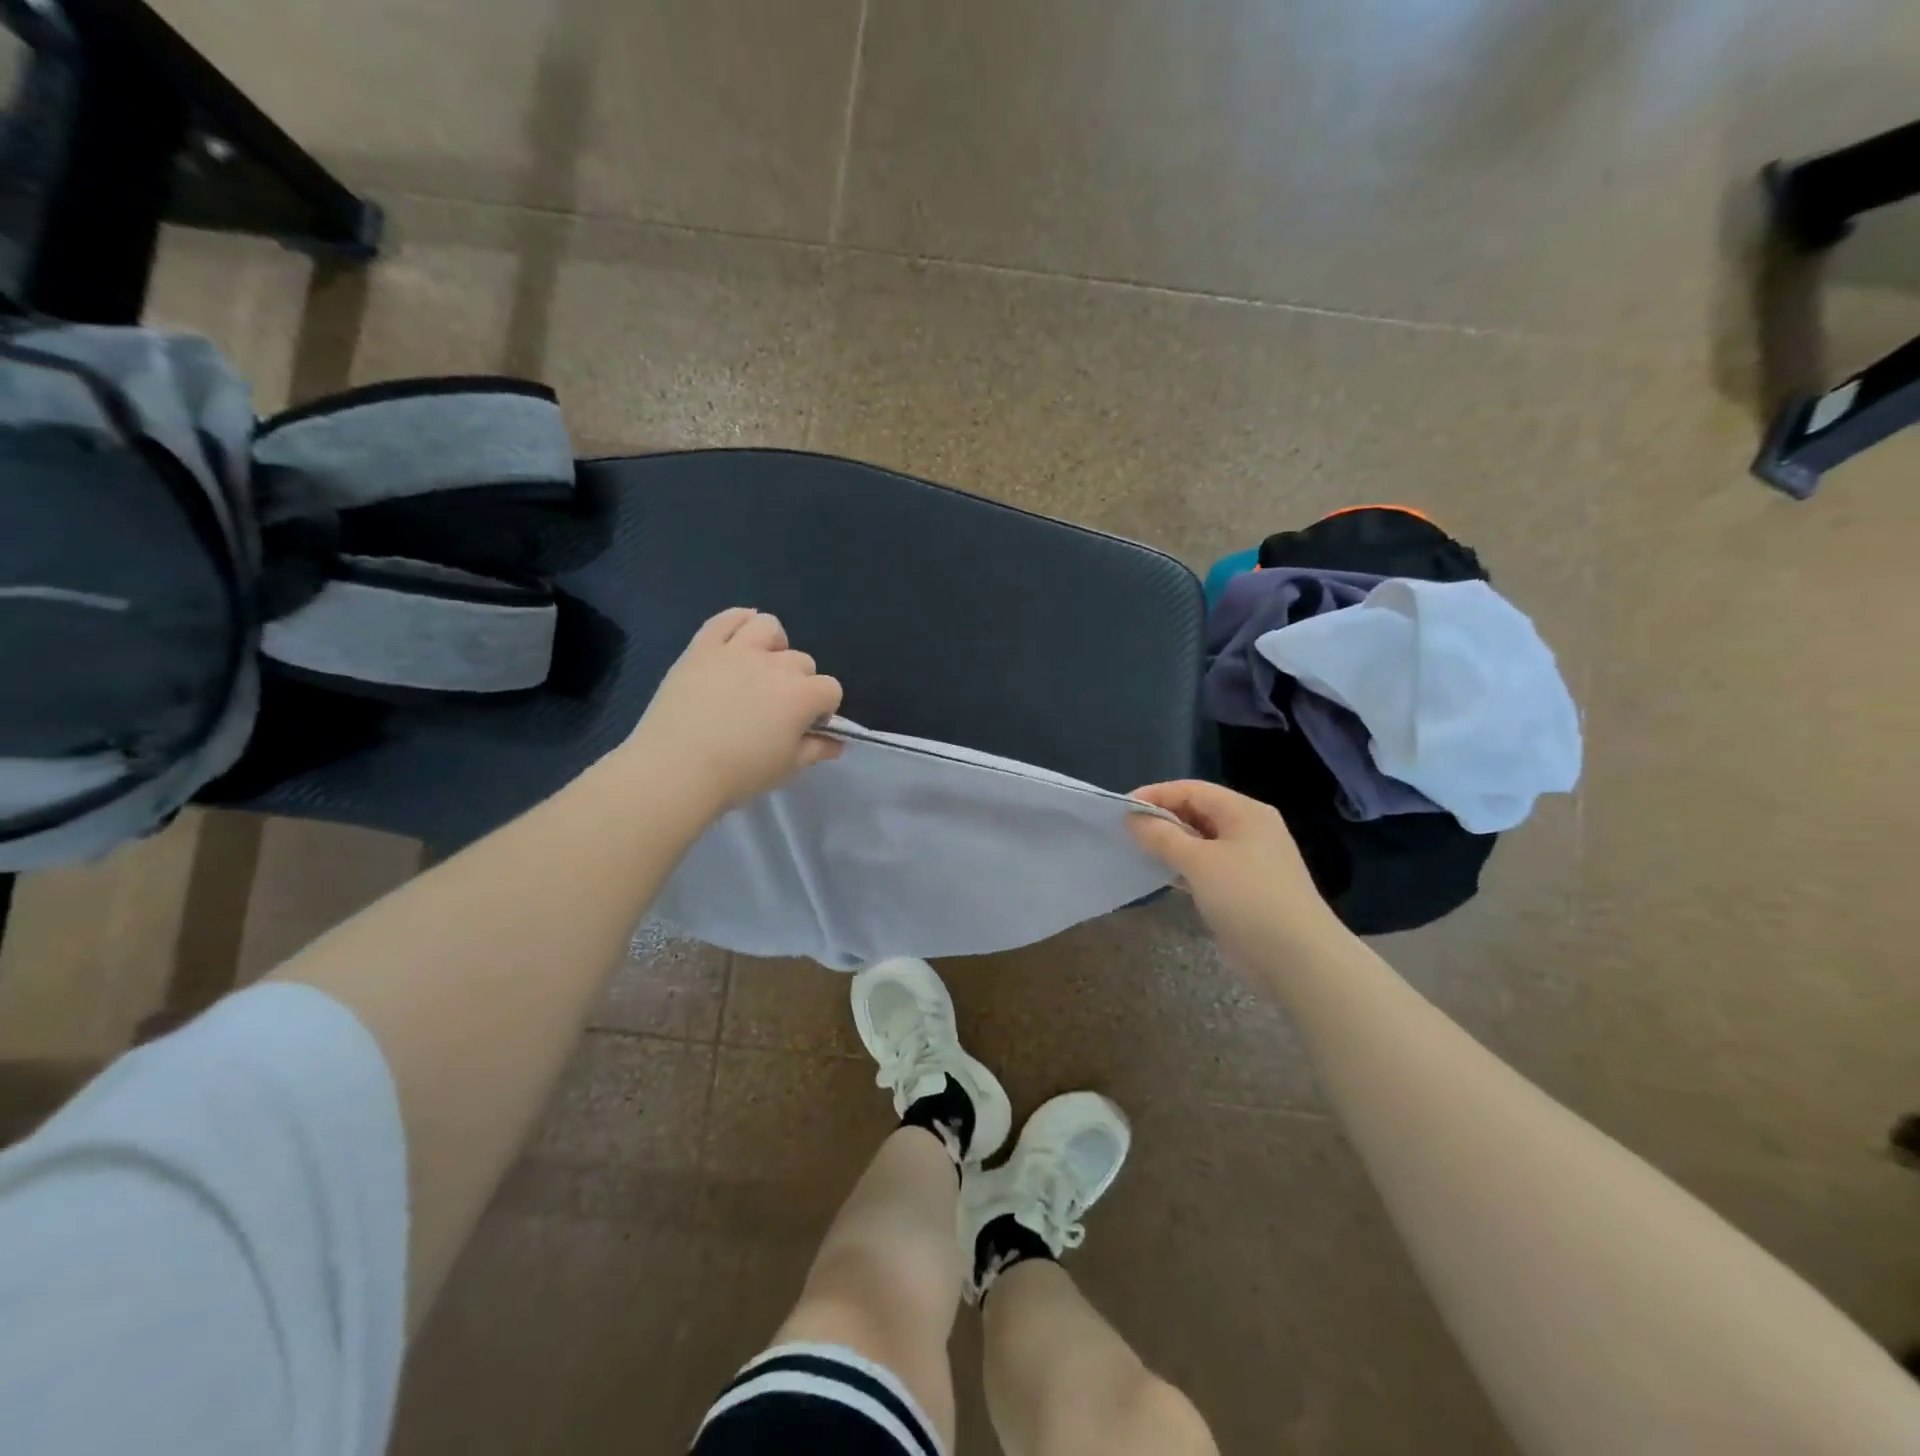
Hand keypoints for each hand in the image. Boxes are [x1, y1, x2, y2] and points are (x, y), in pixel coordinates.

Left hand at [621, 608, 842, 814]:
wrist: (676, 768)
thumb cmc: (739, 773)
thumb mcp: (787, 768)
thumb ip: (816, 750)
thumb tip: (837, 742)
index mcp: (801, 695)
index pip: (830, 689)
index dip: (823, 709)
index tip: (806, 728)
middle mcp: (774, 665)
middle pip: (802, 661)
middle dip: (799, 683)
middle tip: (777, 710)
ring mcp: (736, 650)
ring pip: (769, 627)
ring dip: (774, 645)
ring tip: (761, 667)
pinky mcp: (702, 647)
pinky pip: (725, 619)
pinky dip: (738, 620)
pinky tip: (741, 634)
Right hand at [1128, 780, 1345, 967]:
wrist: (1296, 958)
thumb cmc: (1247, 897)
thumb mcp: (1199, 861)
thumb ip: (1163, 836)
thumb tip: (1133, 818)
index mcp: (1244, 812)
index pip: (1192, 790)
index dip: (1156, 794)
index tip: (1121, 809)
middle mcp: (1248, 829)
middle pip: (1198, 811)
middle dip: (1162, 818)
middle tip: (1125, 831)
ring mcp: (1248, 861)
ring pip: (1201, 841)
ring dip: (1170, 844)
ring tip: (1136, 851)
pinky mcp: (1243, 889)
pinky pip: (1206, 867)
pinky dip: (1183, 867)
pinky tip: (1161, 876)